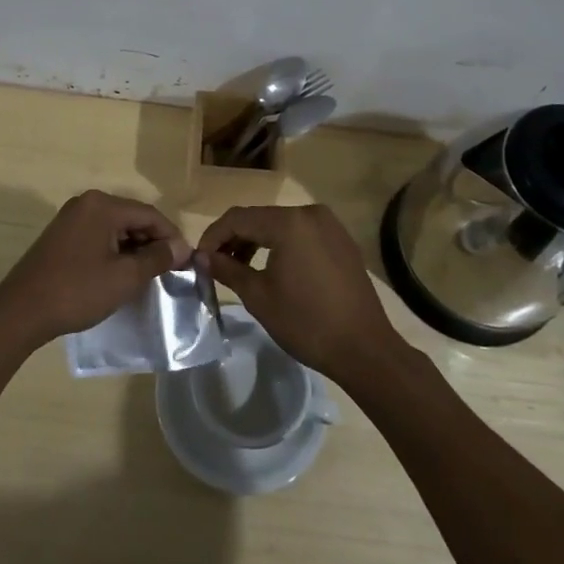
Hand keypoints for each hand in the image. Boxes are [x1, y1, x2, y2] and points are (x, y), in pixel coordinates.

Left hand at [0, 190, 187, 350]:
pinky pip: (98, 235)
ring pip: (115, 228)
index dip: (172, 237)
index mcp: (102, 205)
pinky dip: (114, 251)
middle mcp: (87, 203)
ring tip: (148, 276)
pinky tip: (121, 273)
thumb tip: (182, 247)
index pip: (150, 214)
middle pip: (132, 218)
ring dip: (134, 248)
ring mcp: (71, 218)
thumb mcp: (124, 277)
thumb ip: (156, 258)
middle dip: (153, 242)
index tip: (187, 262)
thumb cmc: (77, 291)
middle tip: (169, 271)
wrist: (21, 311)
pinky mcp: (62, 235)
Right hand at [199, 205, 405, 385]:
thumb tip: (201, 257)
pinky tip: (272, 268)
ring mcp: (330, 225)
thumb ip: (227, 269)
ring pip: (280, 225)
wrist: (365, 350)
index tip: (198, 260)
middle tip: (215, 265)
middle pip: (259, 218)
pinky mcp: (341, 240)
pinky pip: (301, 234)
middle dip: (234, 239)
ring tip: (239, 268)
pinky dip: (281, 245)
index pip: (238, 218)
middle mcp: (310, 213)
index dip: (213, 236)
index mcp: (289, 223)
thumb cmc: (307, 323)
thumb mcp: (259, 296)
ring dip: (256, 241)